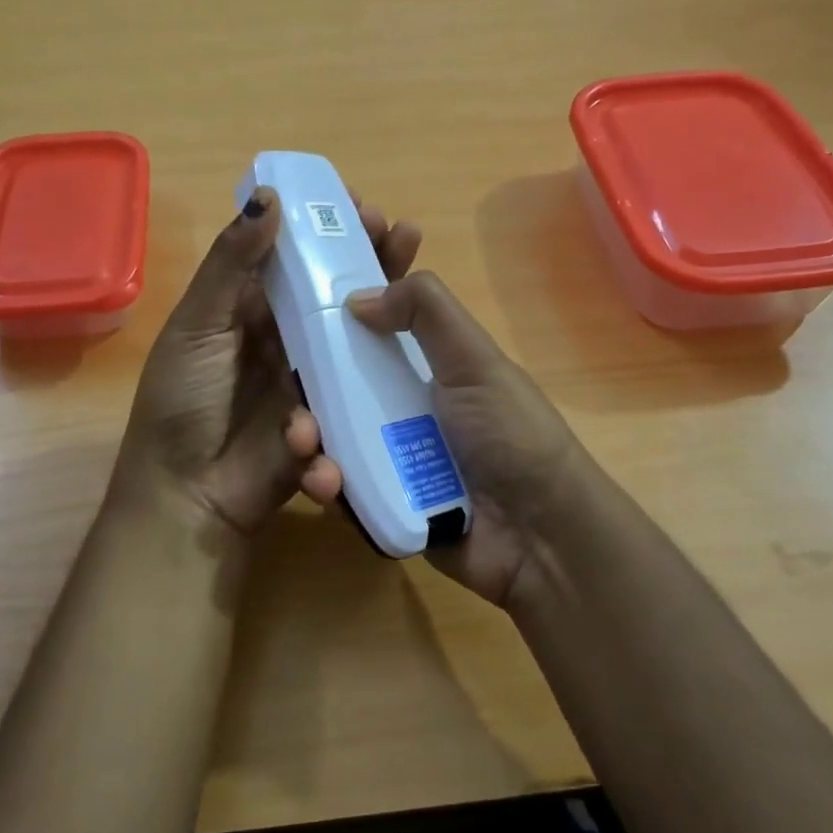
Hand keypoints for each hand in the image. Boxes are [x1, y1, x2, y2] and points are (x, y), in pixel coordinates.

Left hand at [114, 187, 422, 540]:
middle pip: (332, 288)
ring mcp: (313, 375)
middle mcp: (285, 337)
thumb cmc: (183, 402)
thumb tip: (268, 197)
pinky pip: (363, 382)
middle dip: (364, 255)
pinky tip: (412, 329)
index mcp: (248, 310)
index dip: (322, 228)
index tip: (355, 202)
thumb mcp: (198, 326)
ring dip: (385, 295)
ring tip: (411, 261)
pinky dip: (386, 356)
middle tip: (396, 229)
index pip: (292, 257)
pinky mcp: (334, 412)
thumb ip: (231, 265)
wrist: (191, 494)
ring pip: (355, 328)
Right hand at [295, 271, 589, 609]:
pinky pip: (341, 491)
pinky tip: (327, 486)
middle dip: (304, 395)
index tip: (293, 322)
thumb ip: (426, 310)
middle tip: (294, 405)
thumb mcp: (476, 360)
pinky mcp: (381, 507)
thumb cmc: (511, 436)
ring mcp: (390, 460)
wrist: (540, 537)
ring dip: (307, 442)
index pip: (365, 338)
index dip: (329, 328)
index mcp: (424, 370)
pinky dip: (327, 486)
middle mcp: (401, 410)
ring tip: (305, 448)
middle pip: (334, 392)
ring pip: (329, 441)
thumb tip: (357, 296)